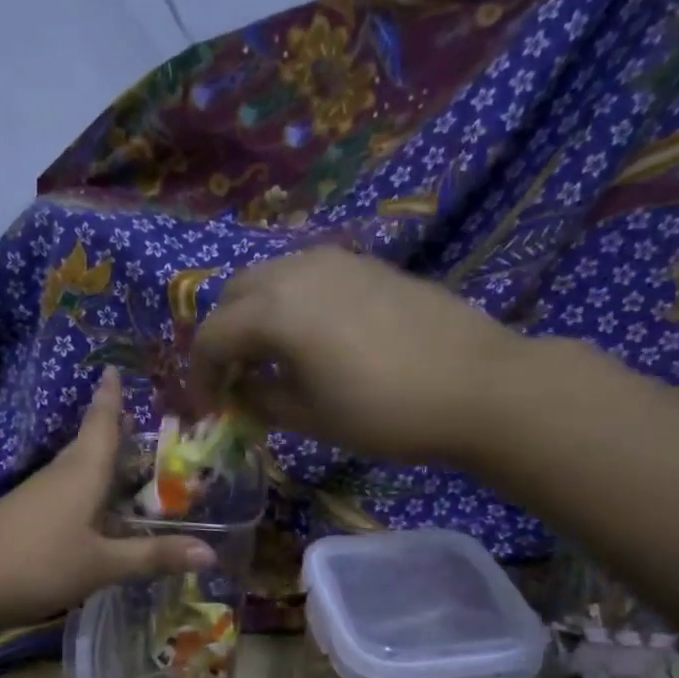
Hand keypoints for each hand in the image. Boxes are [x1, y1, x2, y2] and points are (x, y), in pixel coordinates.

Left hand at [0, 369, 214, 626]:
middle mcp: (60, 475)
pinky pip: (65, 493)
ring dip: (101, 464)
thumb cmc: (37, 562)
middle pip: (90, 444)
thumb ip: (153, 557)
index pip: (102, 423)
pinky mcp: (23, 517)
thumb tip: (211, 554)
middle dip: (113, 432)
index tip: (114, 369)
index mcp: (83, 472)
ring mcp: (37, 496)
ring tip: (127, 465)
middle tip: (141, 424)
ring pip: (77, 470)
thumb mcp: (102, 564)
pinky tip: (95, 512)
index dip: (111, 398)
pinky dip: (87, 492)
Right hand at [192, 248, 520, 465]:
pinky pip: (307, 276)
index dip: (200, 375)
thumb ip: (261, 400)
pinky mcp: (367, 264)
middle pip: (234, 295)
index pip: (212, 336)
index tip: (208, 408)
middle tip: (234, 380)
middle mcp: (297, 270)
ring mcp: (336, 260)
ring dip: (255, 316)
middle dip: (223, 338)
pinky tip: (311, 340)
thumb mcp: (310, 417)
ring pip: (270, 278)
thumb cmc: (384, 411)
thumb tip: (240, 391)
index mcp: (275, 309)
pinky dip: (290, 304)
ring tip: (270, 360)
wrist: (477, 385)